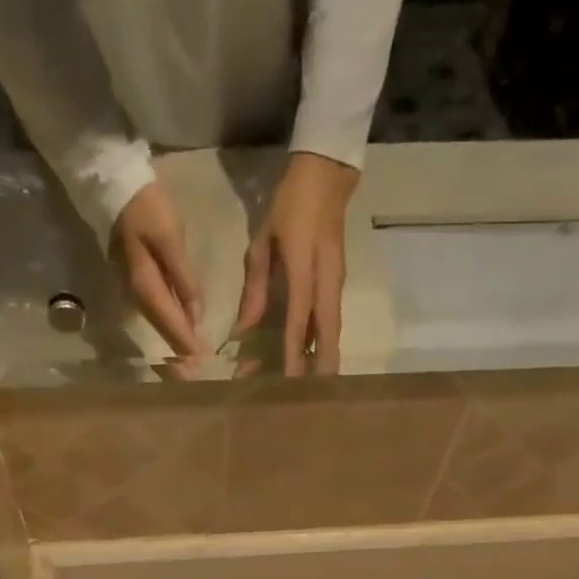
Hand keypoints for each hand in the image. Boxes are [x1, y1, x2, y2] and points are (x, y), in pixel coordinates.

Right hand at [111, 180, 208, 362]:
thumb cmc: (146, 208)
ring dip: (175, 342)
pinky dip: (170, 326)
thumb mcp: (170, 239)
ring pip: (159, 324)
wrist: (115, 187)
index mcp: (146, 286)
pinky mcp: (138, 283)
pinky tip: (182, 331)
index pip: (171, 322)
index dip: (187, 343)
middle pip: (162, 330)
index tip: (202, 362)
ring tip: (191, 360)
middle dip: (180, 351)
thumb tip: (196, 314)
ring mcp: (135, 290)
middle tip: (197, 372)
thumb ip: (184, 278)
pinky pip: (157, 312)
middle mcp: (137, 295)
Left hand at [233, 152, 358, 374]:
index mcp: (303, 270)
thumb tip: (241, 334)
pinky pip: (330, 323)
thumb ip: (254, 292)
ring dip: (320, 360)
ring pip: (332, 333)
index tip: (289, 382)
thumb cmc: (288, 208)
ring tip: (306, 388)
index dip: (294, 353)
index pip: (299, 320)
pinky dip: (321, 345)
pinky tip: (307, 360)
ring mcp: (336, 286)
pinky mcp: (337, 287)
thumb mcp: (262, 245)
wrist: (327, 178)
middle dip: (320, 369)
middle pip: (328, 336)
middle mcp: (326, 284)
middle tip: (309, 400)